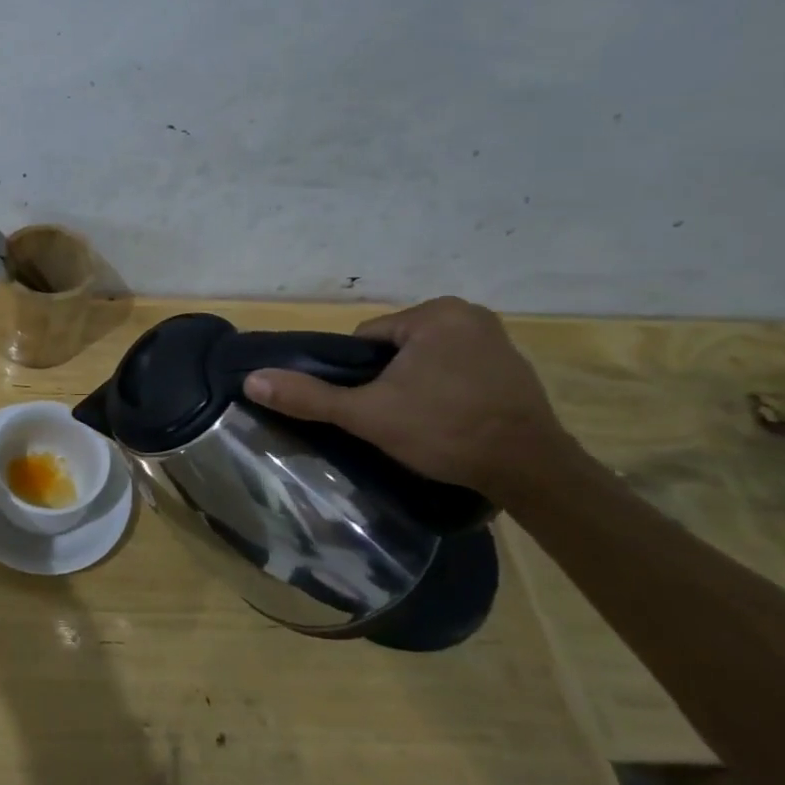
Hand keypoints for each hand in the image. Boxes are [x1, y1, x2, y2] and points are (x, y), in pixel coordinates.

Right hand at [242, 296, 572, 501]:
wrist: (532, 471)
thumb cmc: (445, 430)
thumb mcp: (368, 414)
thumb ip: (310, 396)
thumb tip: (252, 380)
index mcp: (435, 313)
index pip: (367, 340)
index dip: (358, 376)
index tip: (370, 407)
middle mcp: (469, 314)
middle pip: (396, 348)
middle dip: (388, 380)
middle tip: (394, 418)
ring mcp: (497, 339)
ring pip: (425, 360)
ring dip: (416, 385)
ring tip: (421, 423)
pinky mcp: (514, 366)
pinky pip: (457, 370)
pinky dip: (446, 389)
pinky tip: (450, 420)